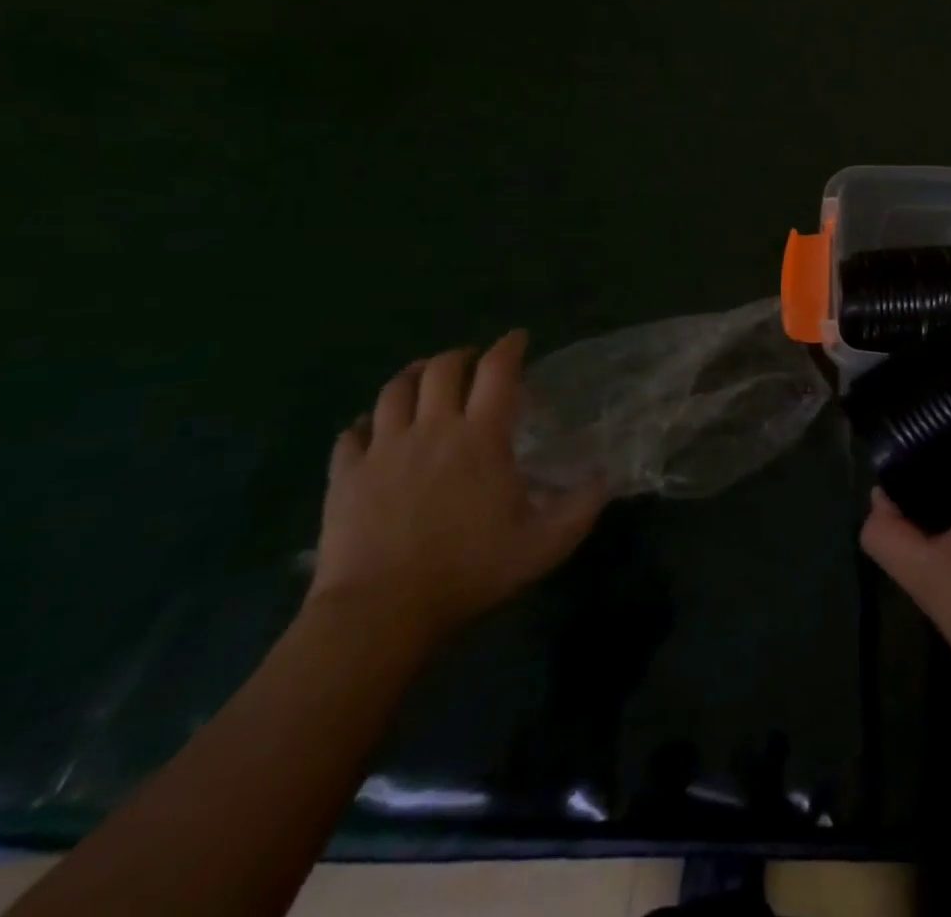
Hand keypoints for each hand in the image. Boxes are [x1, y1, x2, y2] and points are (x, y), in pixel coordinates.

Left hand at [310, 329, 605, 645]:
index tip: (519, 338)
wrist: (380, 611)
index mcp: (481, 436)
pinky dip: (367, 422)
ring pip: (395, 389)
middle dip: (461, 355)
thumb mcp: (545, 544)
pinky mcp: (347, 474)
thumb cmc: (469, 570)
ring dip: (415, 375)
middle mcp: (432, 429)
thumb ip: (582, 506)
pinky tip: (373, 429)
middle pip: (443, 368)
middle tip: (473, 362)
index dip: (510, 347)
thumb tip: (603, 475)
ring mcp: (383, 449)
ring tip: (426, 378)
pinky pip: (352, 433)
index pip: (497, 370)